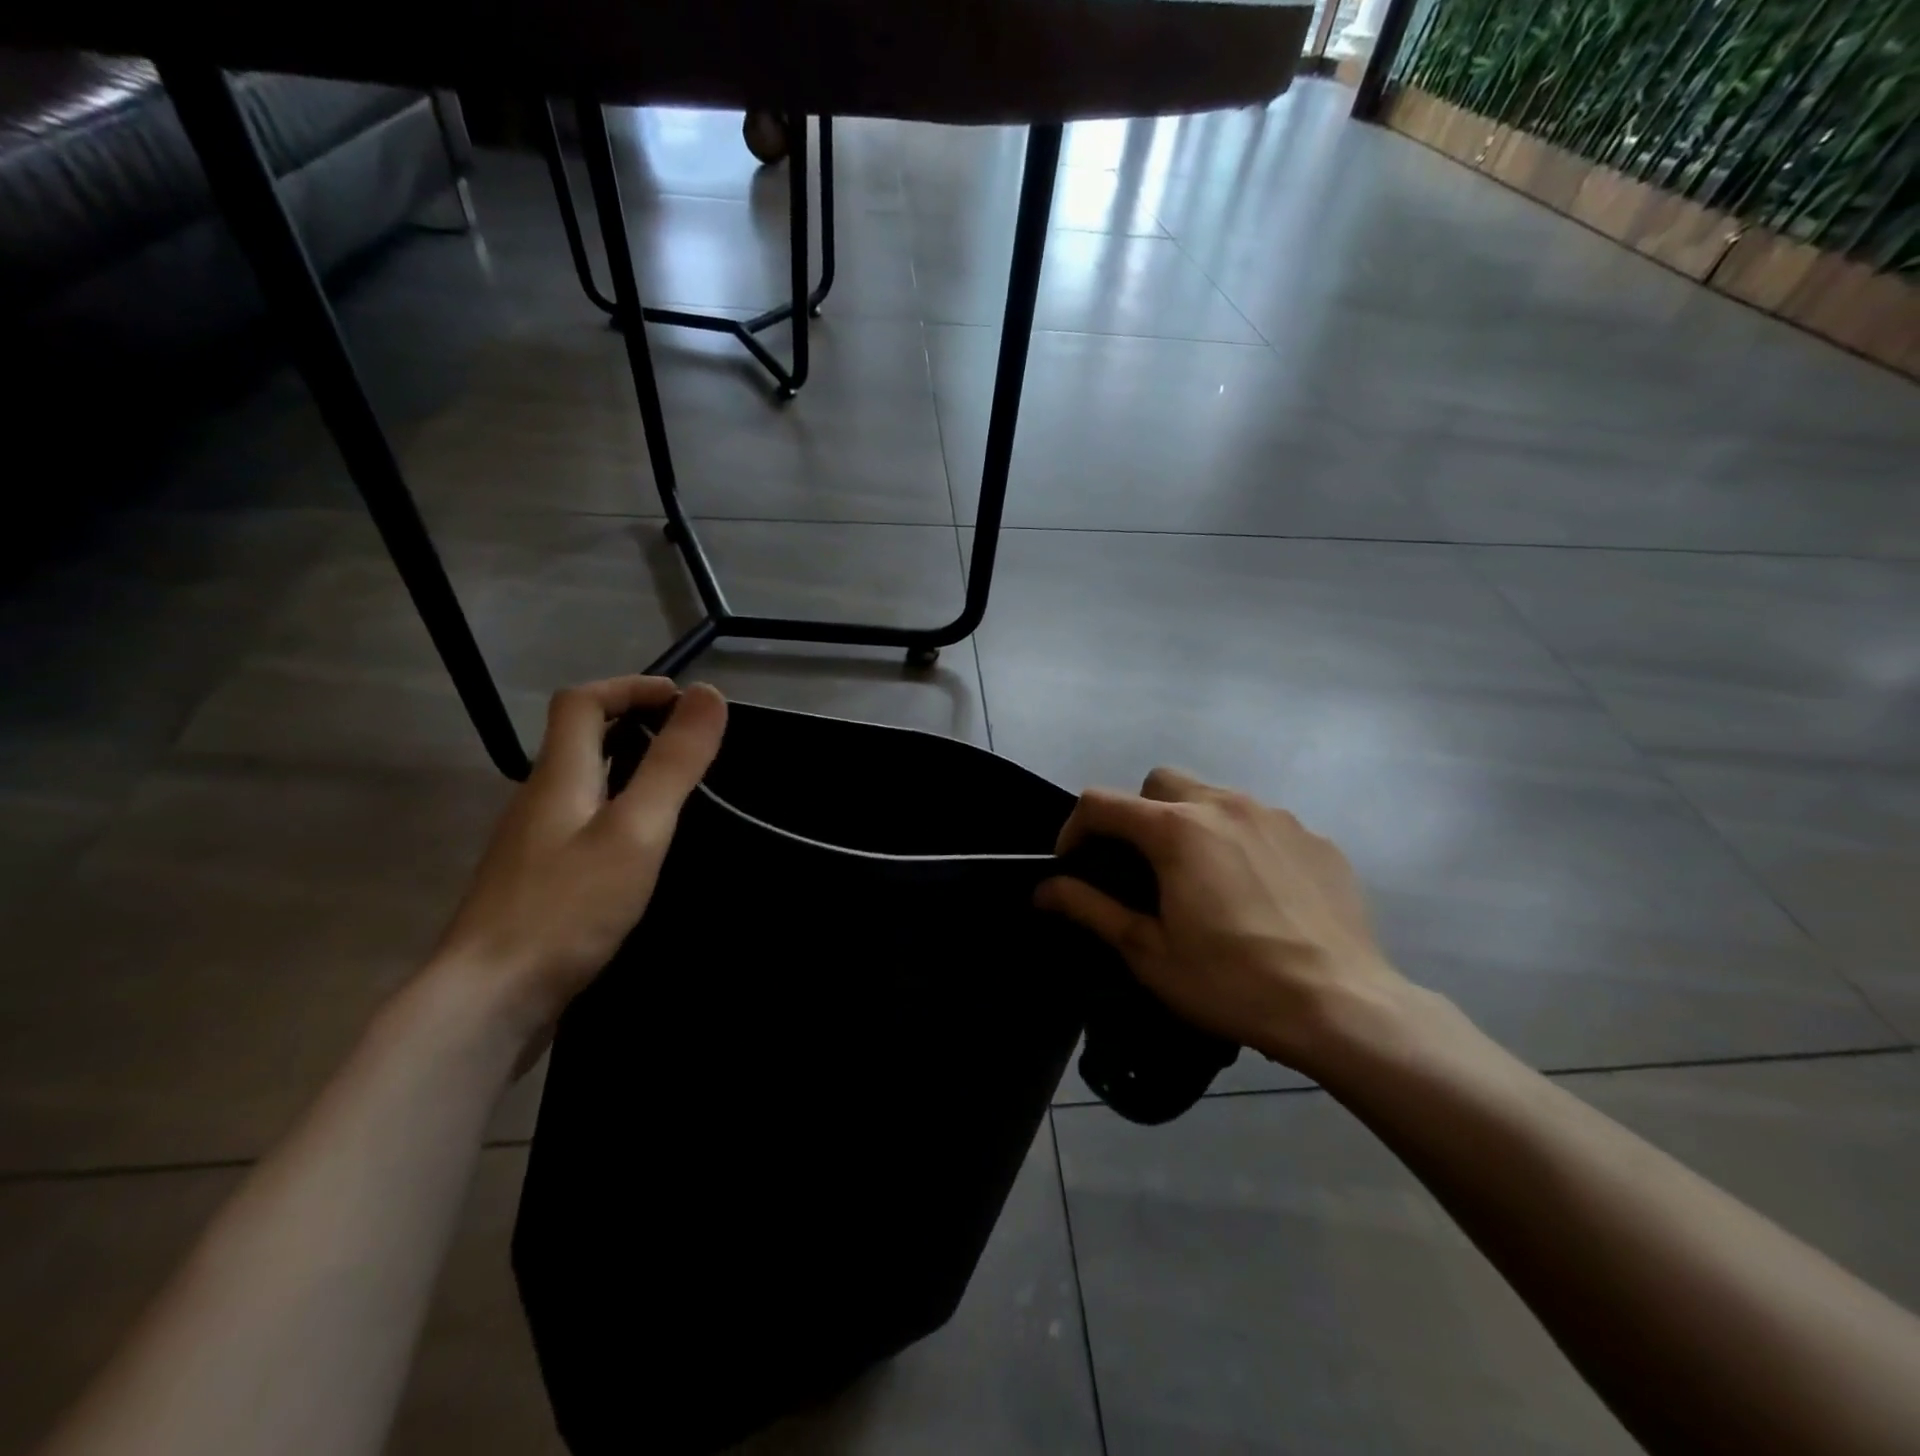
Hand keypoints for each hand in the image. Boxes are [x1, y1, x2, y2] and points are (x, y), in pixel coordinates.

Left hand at [430, 676, 726, 1060]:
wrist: (486, 1004)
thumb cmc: (566, 909)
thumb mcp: (636, 830)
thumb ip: (673, 764)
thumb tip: (708, 693)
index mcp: (558, 777)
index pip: (583, 702)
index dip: (631, 688)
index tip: (684, 703)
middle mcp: (538, 801)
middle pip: (579, 740)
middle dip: (635, 724)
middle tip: (690, 744)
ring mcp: (532, 846)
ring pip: (582, 785)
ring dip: (628, 770)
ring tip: (678, 791)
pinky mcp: (537, 884)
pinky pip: (582, 825)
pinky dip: (618, 813)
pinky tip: (642, 850)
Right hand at [1036, 767, 1411, 1074]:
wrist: (1343, 1008)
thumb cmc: (1231, 982)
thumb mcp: (1148, 952)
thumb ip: (1090, 908)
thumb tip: (1044, 889)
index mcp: (1176, 830)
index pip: (1102, 803)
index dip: (1075, 829)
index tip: (1075, 865)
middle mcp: (1224, 805)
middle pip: (1160, 783)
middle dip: (1137, 815)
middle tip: (1142, 868)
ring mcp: (1276, 817)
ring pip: (1214, 797)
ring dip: (1191, 824)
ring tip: (1201, 880)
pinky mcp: (1315, 838)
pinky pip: (1261, 823)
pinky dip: (1241, 842)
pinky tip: (1255, 892)